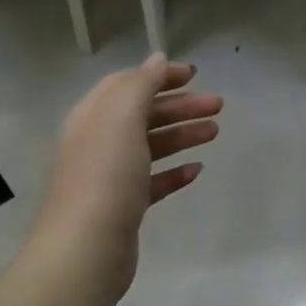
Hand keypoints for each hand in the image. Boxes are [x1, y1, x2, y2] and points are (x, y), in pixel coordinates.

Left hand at [32, 55, 221, 296]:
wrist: (87, 247)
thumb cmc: (106, 174)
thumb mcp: (122, 117)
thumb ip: (141, 84)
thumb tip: (156, 59)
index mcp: (94, 116)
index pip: (127, 85)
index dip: (159, 76)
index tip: (194, 75)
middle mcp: (99, 141)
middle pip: (143, 115)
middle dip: (180, 106)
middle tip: (218, 105)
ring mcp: (110, 176)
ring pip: (151, 147)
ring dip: (182, 135)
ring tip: (214, 132)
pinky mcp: (124, 207)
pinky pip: (153, 182)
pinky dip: (174, 173)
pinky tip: (196, 170)